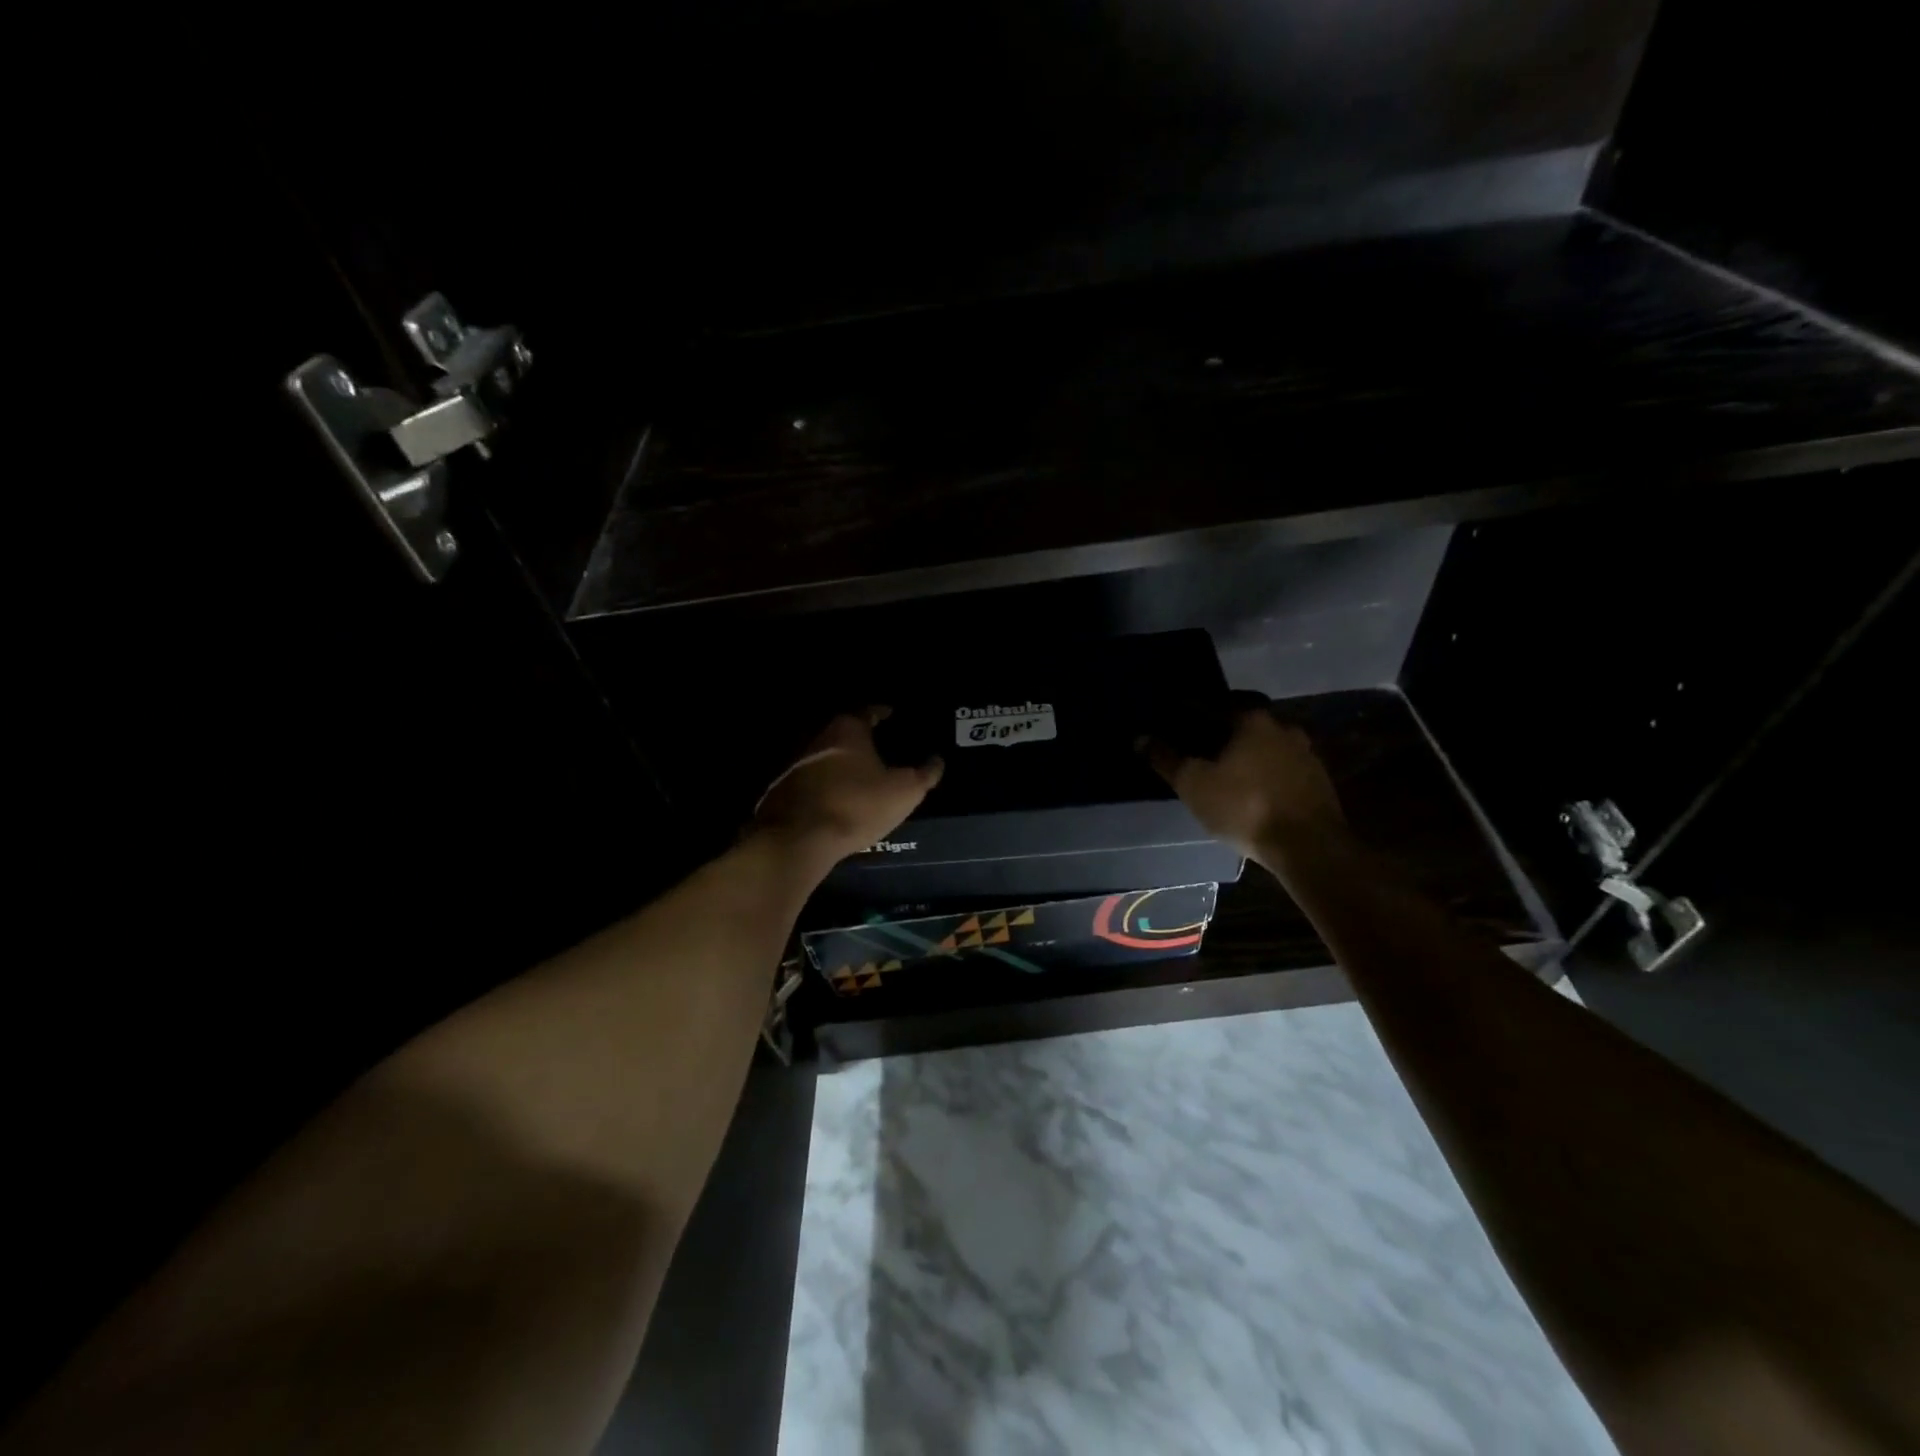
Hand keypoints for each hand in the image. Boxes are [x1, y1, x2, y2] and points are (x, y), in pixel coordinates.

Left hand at [751, 708, 943, 869]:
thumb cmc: (857, 805)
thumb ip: (924, 774)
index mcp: (848, 730)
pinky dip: (827, 785)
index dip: (882, 713)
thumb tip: (937, 760)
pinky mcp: (783, 790)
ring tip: (861, 777)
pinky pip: (812, 782)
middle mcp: (818, 739)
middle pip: (844, 733)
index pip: (868, 711)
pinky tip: (838, 800)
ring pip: (826, 758)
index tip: (892, 715)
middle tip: (881, 748)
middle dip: (861, 740)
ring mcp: (796, 764)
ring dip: (842, 765)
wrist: (799, 838)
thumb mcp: (904, 791)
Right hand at [1143, 706, 1348, 864]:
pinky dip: (1264, 769)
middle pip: (1244, 721)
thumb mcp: (1194, 784)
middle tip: (1200, 742)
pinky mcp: (1318, 780)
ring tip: (1226, 767)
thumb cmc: (1244, 806)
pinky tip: (1252, 786)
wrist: (1308, 846)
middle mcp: (1282, 727)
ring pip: (1266, 744)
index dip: (1189, 711)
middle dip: (1222, 729)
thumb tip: (1140, 738)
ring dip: (1247, 751)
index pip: (1212, 704)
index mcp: (1252, 720)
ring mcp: (1305, 753)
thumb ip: (1167, 759)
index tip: (1173, 717)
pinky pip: (1282, 766)